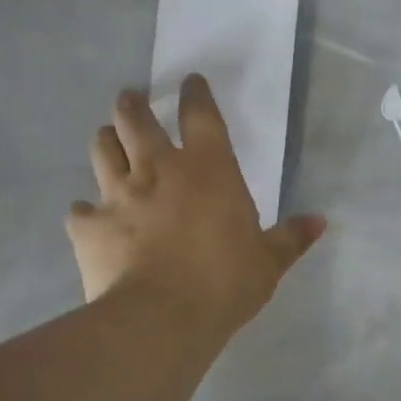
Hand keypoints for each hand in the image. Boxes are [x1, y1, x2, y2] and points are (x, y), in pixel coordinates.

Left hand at [67, 74, 325, 334]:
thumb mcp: (268, 263)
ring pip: (102, 149)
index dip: (195, 93)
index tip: (190, 82)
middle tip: (130, 99)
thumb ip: (291, 238)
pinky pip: (79, 210)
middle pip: (136, 119)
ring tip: (108, 140)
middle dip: (132, 105)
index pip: (200, 114)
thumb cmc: (224, 283)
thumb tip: (321, 221)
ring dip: (106, 141)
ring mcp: (117, 195)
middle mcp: (158, 170)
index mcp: (208, 170)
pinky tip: (88, 218)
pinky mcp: (88, 226)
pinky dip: (85, 211)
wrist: (161, 318)